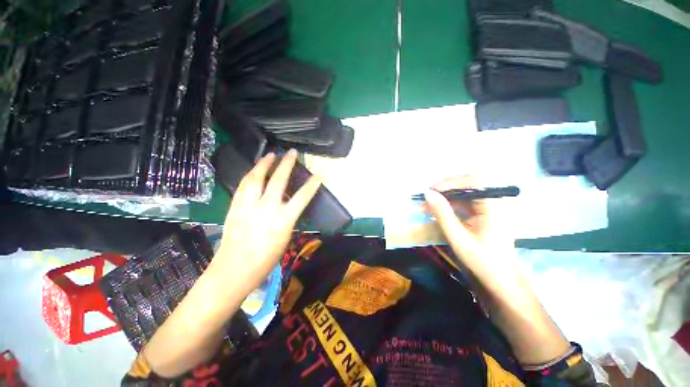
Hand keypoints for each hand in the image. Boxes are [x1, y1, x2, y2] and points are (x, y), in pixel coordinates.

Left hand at [214, 150, 320, 289]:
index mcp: (283, 221)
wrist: (234, 269)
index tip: (318, 175)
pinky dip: (250, 175)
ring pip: (256, 178)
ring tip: (270, 154)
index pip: (301, 198)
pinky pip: (243, 186)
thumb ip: (287, 219)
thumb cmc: (265, 260)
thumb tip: (287, 207)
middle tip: (291, 152)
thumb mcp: (285, 239)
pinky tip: (253, 170)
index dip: (311, 185)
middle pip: (278, 181)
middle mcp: (267, 209)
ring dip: (264, 164)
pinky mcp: (235, 207)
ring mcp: (249, 206)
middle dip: (286, 164)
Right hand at [426, 177, 570, 365]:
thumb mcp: (458, 237)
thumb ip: (442, 213)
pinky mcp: (483, 214)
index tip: (430, 191)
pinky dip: (450, 204)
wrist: (500, 281)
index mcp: (494, 207)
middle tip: (428, 196)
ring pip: (465, 193)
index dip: (449, 182)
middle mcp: (494, 203)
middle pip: (469, 184)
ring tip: (428, 203)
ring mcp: (489, 208)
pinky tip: (438, 210)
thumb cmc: (481, 261)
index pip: (472, 182)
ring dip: (446, 196)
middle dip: (446, 188)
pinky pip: (465, 202)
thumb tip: (427, 194)